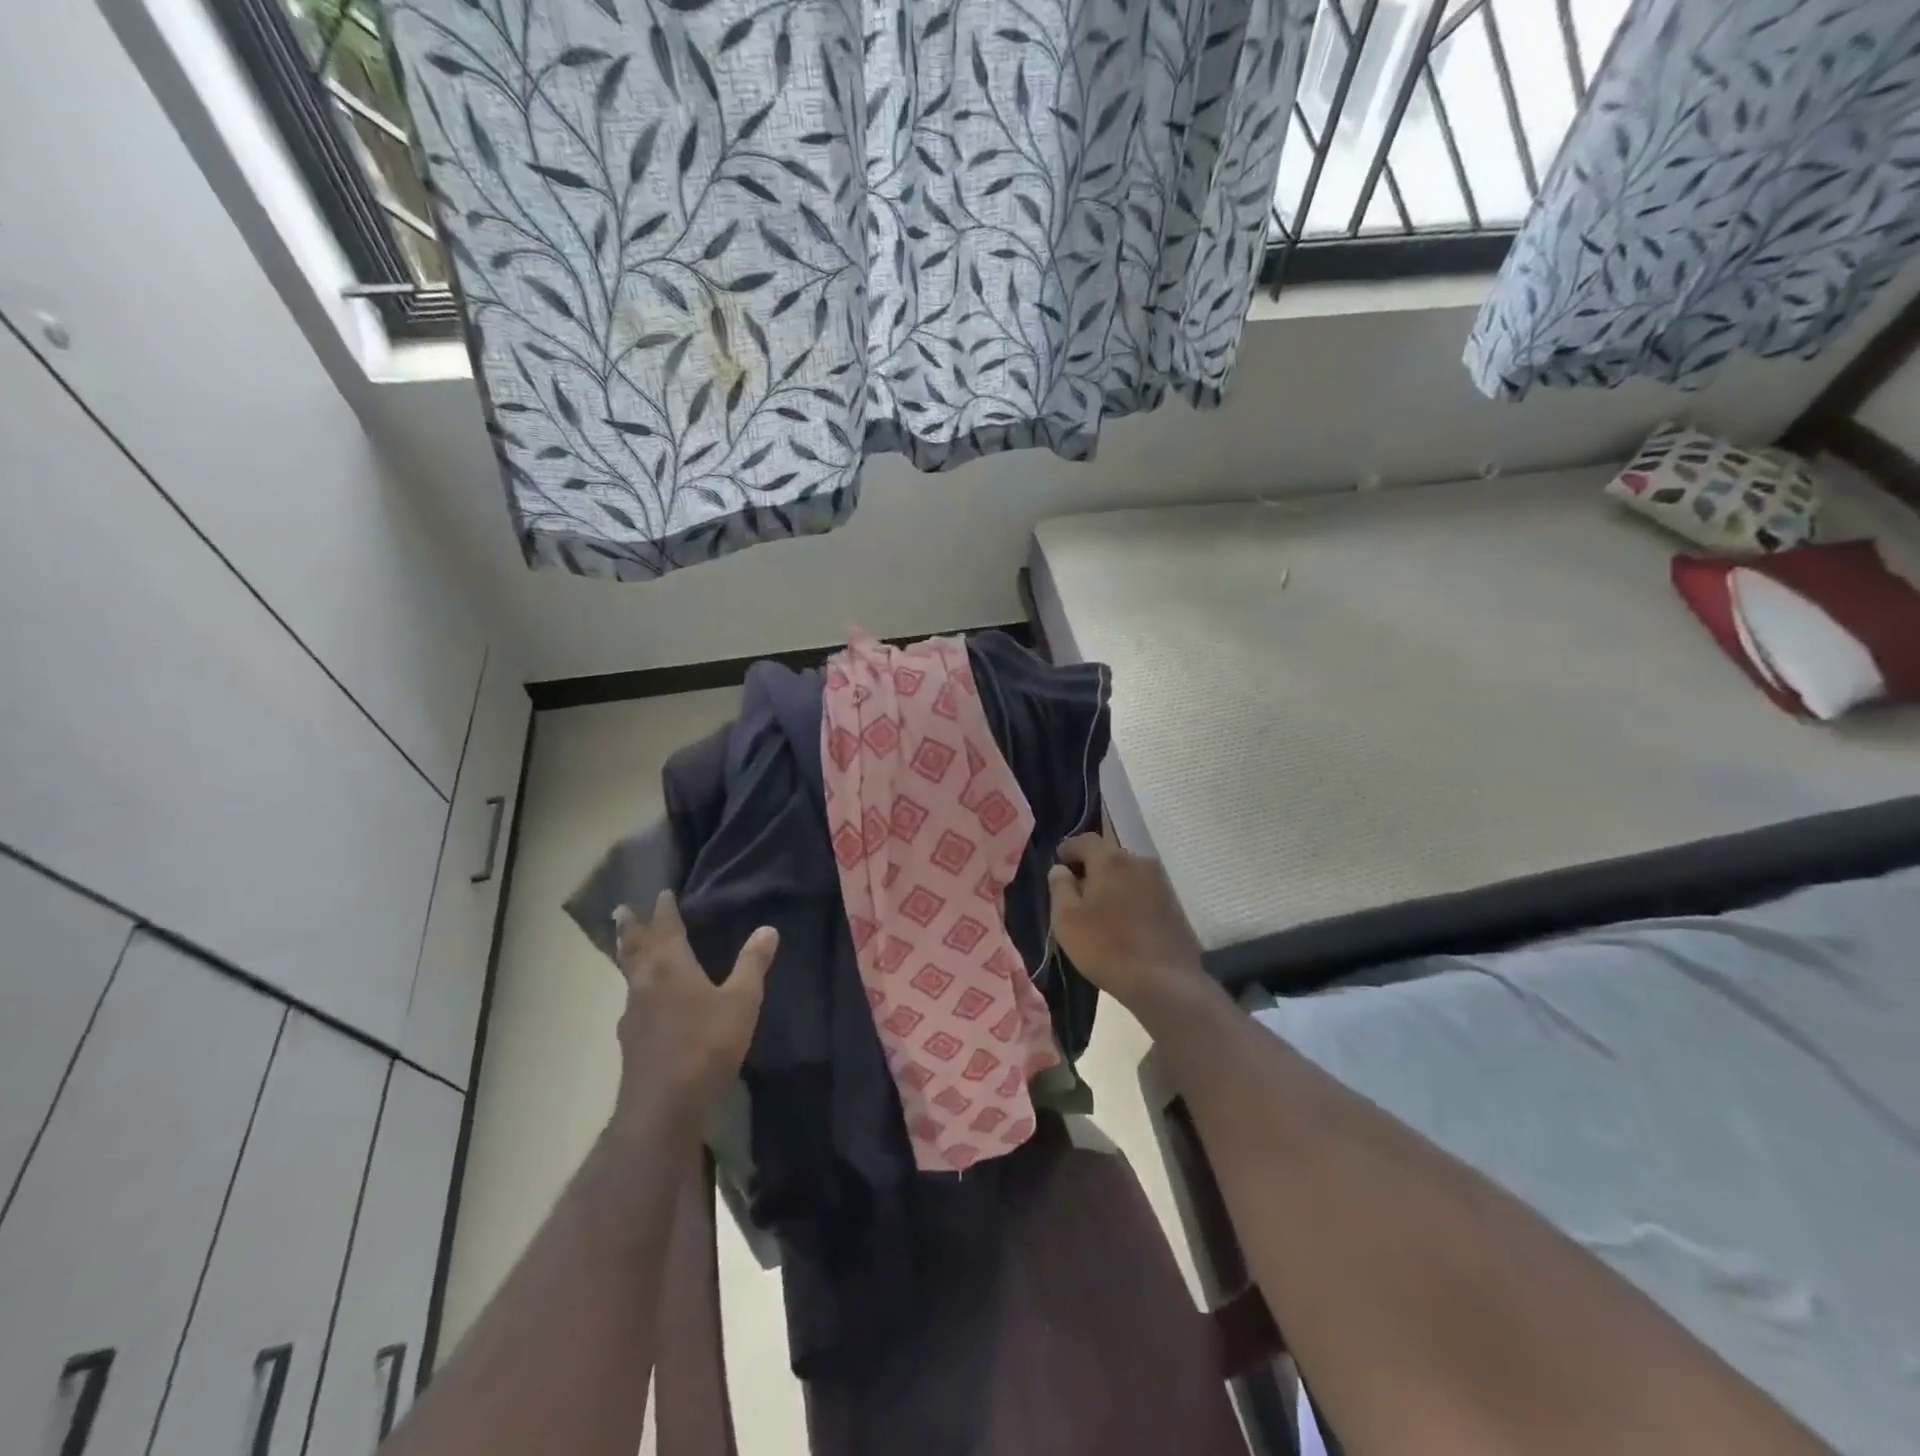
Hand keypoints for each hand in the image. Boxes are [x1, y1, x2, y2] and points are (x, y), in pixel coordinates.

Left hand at [609, 891, 776, 1136]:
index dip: (664, 909)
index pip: (666, 927)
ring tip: (627, 944)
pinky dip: (635, 985)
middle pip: (635, 947)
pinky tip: (641, 999)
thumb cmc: (705, 1045)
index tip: (662, 892)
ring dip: (628, 953)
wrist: (662, 1106)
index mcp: (671, 966)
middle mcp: (646, 982)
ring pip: (629, 973)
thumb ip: (752, 964)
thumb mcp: (741, 1002)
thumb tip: (768, 928)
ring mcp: (633, 1013)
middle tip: (622, 909)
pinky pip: (632, 998)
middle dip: (632, 926)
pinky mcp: (630, 1039)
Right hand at [1048, 832, 1207, 1020]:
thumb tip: (1060, 869)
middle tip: (1075, 891)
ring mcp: (1161, 883)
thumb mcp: (1067, 919)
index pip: (1085, 840)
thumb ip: (1059, 887)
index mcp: (1111, 860)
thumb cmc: (1107, 947)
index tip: (1058, 863)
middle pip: (1109, 855)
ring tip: (1099, 910)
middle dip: (1091, 868)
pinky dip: (1129, 899)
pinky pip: (1143, 892)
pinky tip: (1123, 923)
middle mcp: (1139, 862)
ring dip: (1112, 885)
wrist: (1165, 983)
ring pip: (1128, 874)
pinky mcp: (1174, 905)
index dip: (1068, 849)